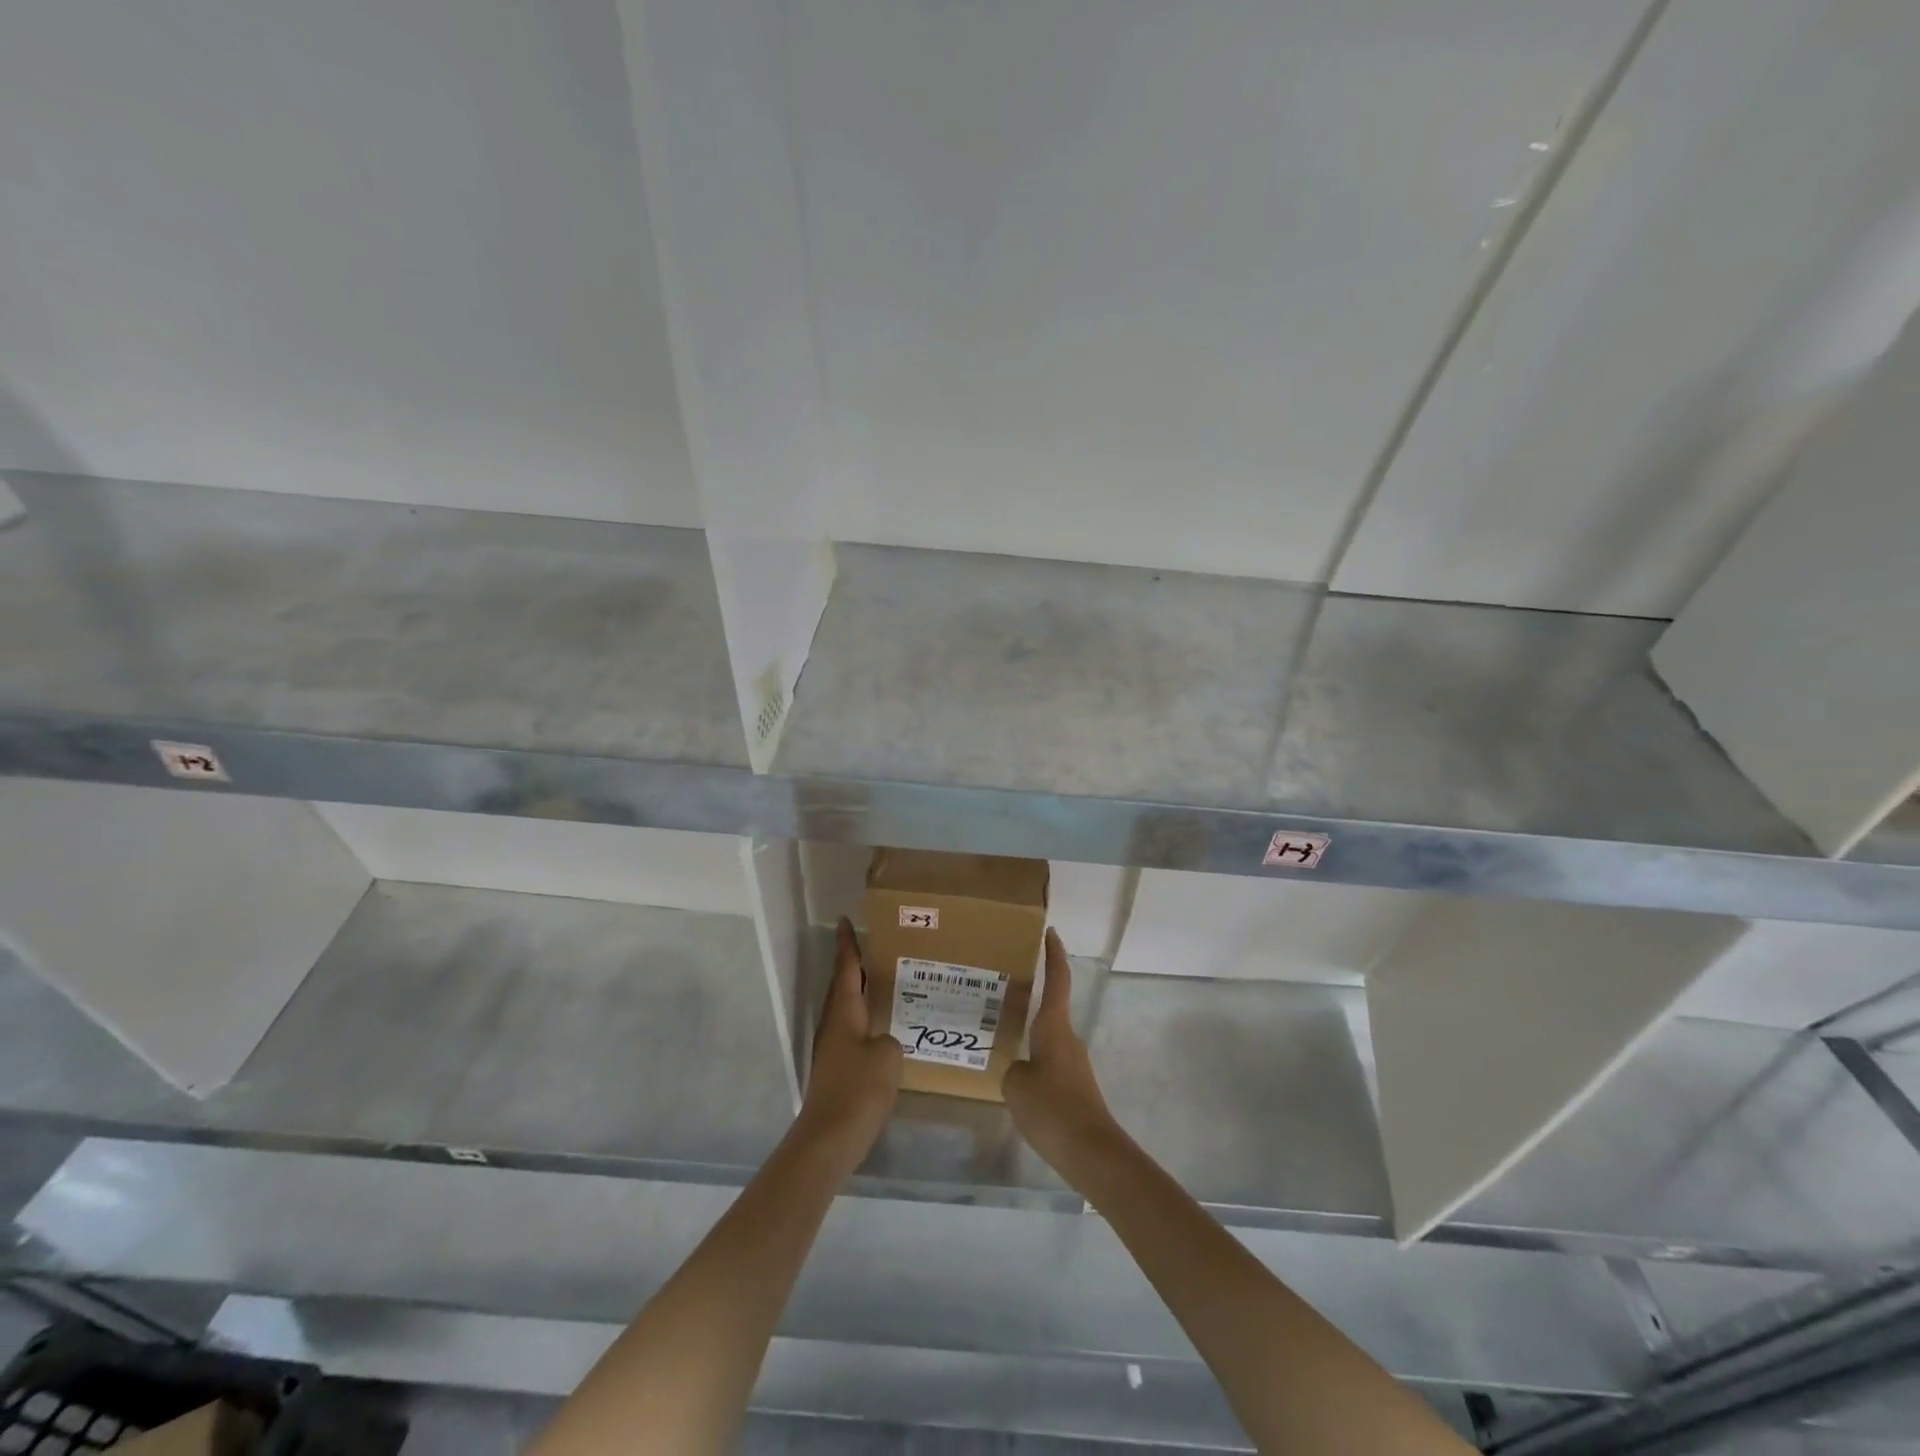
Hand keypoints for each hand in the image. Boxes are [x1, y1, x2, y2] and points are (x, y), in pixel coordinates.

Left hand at [797, 919, 902, 1153]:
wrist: (828, 1139)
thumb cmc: (858, 1090)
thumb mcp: (888, 1056)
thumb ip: (889, 1039)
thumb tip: (883, 1041)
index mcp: (844, 1013)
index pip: (846, 968)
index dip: (847, 944)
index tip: (844, 920)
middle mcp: (833, 1025)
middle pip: (842, 986)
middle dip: (853, 965)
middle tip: (872, 946)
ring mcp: (832, 1048)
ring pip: (846, 1008)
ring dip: (859, 991)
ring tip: (882, 982)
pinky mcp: (836, 1069)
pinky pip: (851, 1030)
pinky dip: (863, 1018)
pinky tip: (881, 1027)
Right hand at [1004, 929, 1123, 1181]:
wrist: (1091, 1151)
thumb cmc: (1052, 1108)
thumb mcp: (1016, 1085)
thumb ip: (1012, 1070)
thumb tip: (1018, 1069)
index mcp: (1054, 1026)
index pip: (1057, 979)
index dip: (1053, 954)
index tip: (1050, 932)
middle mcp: (1067, 1037)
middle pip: (1051, 1007)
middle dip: (1031, 997)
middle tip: (1001, 990)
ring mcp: (1073, 1062)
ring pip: (1047, 1037)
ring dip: (1029, 1031)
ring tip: (999, 1035)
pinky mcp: (1074, 1086)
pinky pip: (1049, 1061)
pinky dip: (1033, 1058)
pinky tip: (1015, 1076)